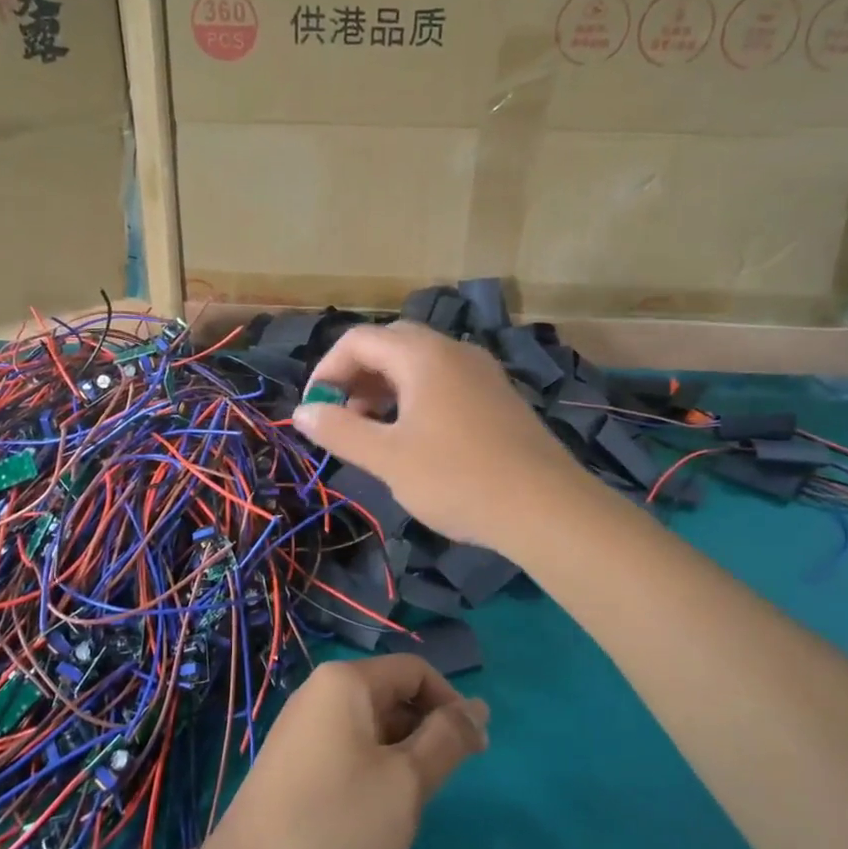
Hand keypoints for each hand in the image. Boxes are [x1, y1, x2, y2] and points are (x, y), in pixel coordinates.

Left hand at [188, 655, 488, 848]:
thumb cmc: (336, 826)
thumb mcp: (406, 783)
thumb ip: (447, 739)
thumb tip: (478, 708)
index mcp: (345, 682)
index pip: (415, 670)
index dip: (452, 703)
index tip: (475, 753)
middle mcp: (318, 692)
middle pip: (390, 693)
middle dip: (425, 731)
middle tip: (440, 786)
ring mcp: (299, 727)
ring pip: (369, 725)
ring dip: (400, 754)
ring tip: (406, 805)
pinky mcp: (290, 762)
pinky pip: (345, 747)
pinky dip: (372, 769)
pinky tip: (372, 815)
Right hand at [291, 321, 589, 551]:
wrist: (545, 508)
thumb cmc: (457, 478)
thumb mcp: (388, 458)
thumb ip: (340, 430)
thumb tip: (302, 412)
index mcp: (423, 355)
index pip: (358, 340)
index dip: (326, 370)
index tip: (314, 410)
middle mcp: (453, 350)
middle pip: (390, 344)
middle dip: (356, 376)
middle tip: (341, 417)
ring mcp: (481, 372)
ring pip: (419, 364)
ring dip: (385, 388)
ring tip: (372, 431)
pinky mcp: (498, 396)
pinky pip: (444, 381)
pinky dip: (415, 398)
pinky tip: (414, 438)